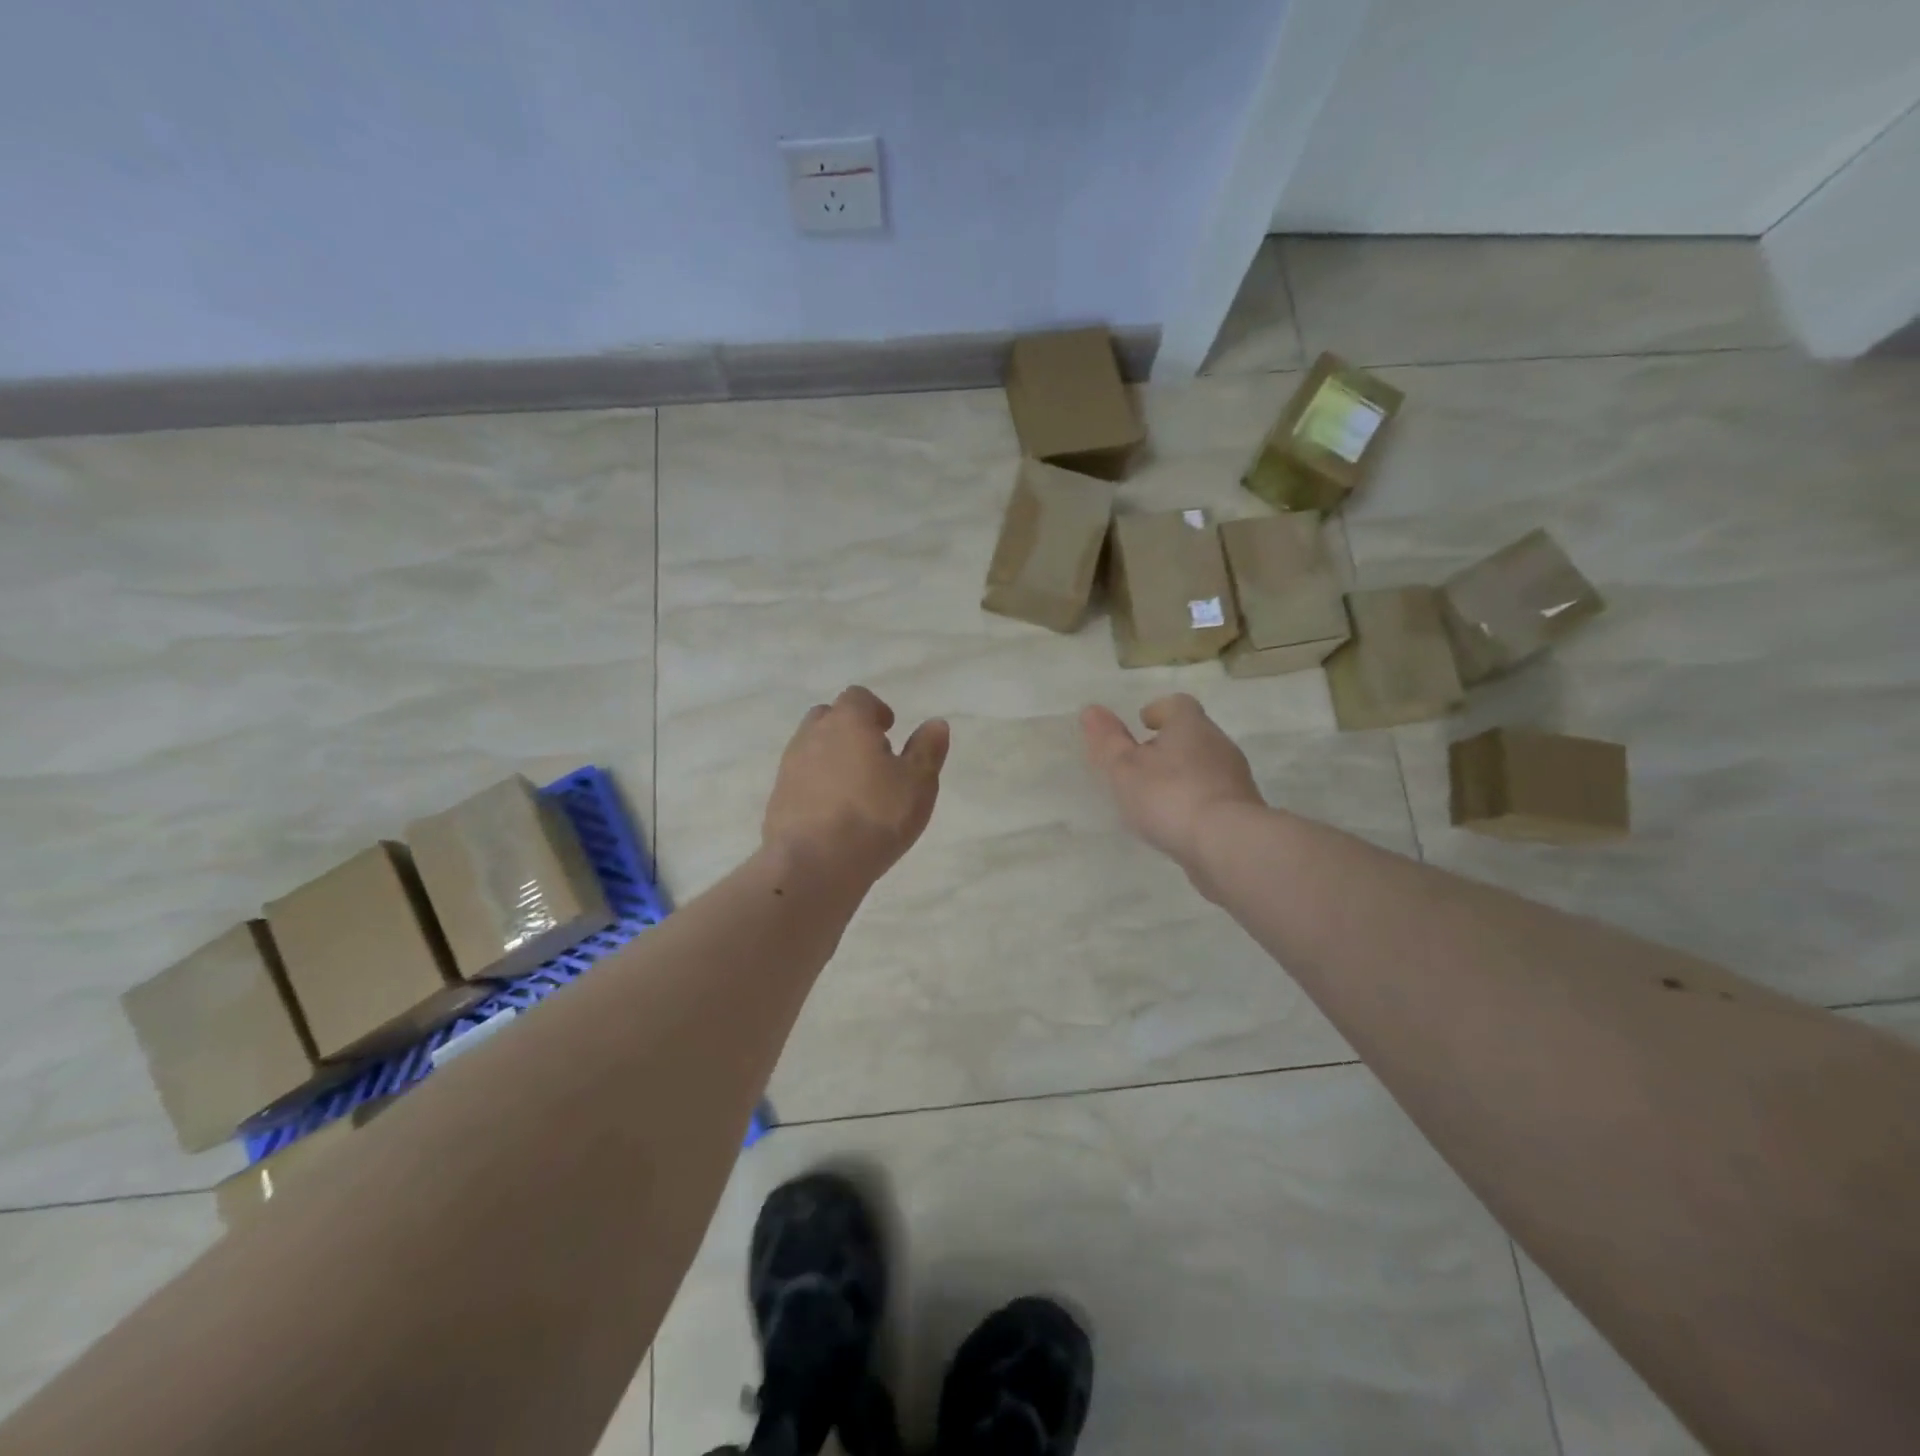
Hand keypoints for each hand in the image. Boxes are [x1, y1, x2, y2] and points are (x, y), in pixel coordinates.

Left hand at [764, 686, 950, 884]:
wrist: (814, 864)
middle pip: (828, 717)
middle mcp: (812, 735)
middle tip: (873, 757)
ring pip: (811, 748)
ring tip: (856, 789)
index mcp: (848, 722)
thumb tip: (935, 723)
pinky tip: (834, 814)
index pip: (858, 697)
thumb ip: (927, 749)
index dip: (875, 710)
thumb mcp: (918, 783)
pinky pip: (800, 780)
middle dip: (849, 730)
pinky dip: (817, 786)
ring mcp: (789, 767)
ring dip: (832, 758)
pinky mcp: (777, 799)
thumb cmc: (876, 816)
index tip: (889, 730)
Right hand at [1081, 694, 1262, 886]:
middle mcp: (1218, 744)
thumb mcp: (1125, 768)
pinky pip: (1214, 795)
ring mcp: (1235, 778)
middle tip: (1142, 762)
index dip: (1159, 711)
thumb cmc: (1169, 796)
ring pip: (1205, 765)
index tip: (1143, 723)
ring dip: (1183, 774)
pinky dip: (1195, 800)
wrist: (1227, 844)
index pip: (1178, 704)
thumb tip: (1091, 710)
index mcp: (1190, 726)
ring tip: (1156, 796)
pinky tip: (1178, 821)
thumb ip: (1108, 740)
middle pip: (1193, 734)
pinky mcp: (1243, 810)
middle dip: (1169, 744)